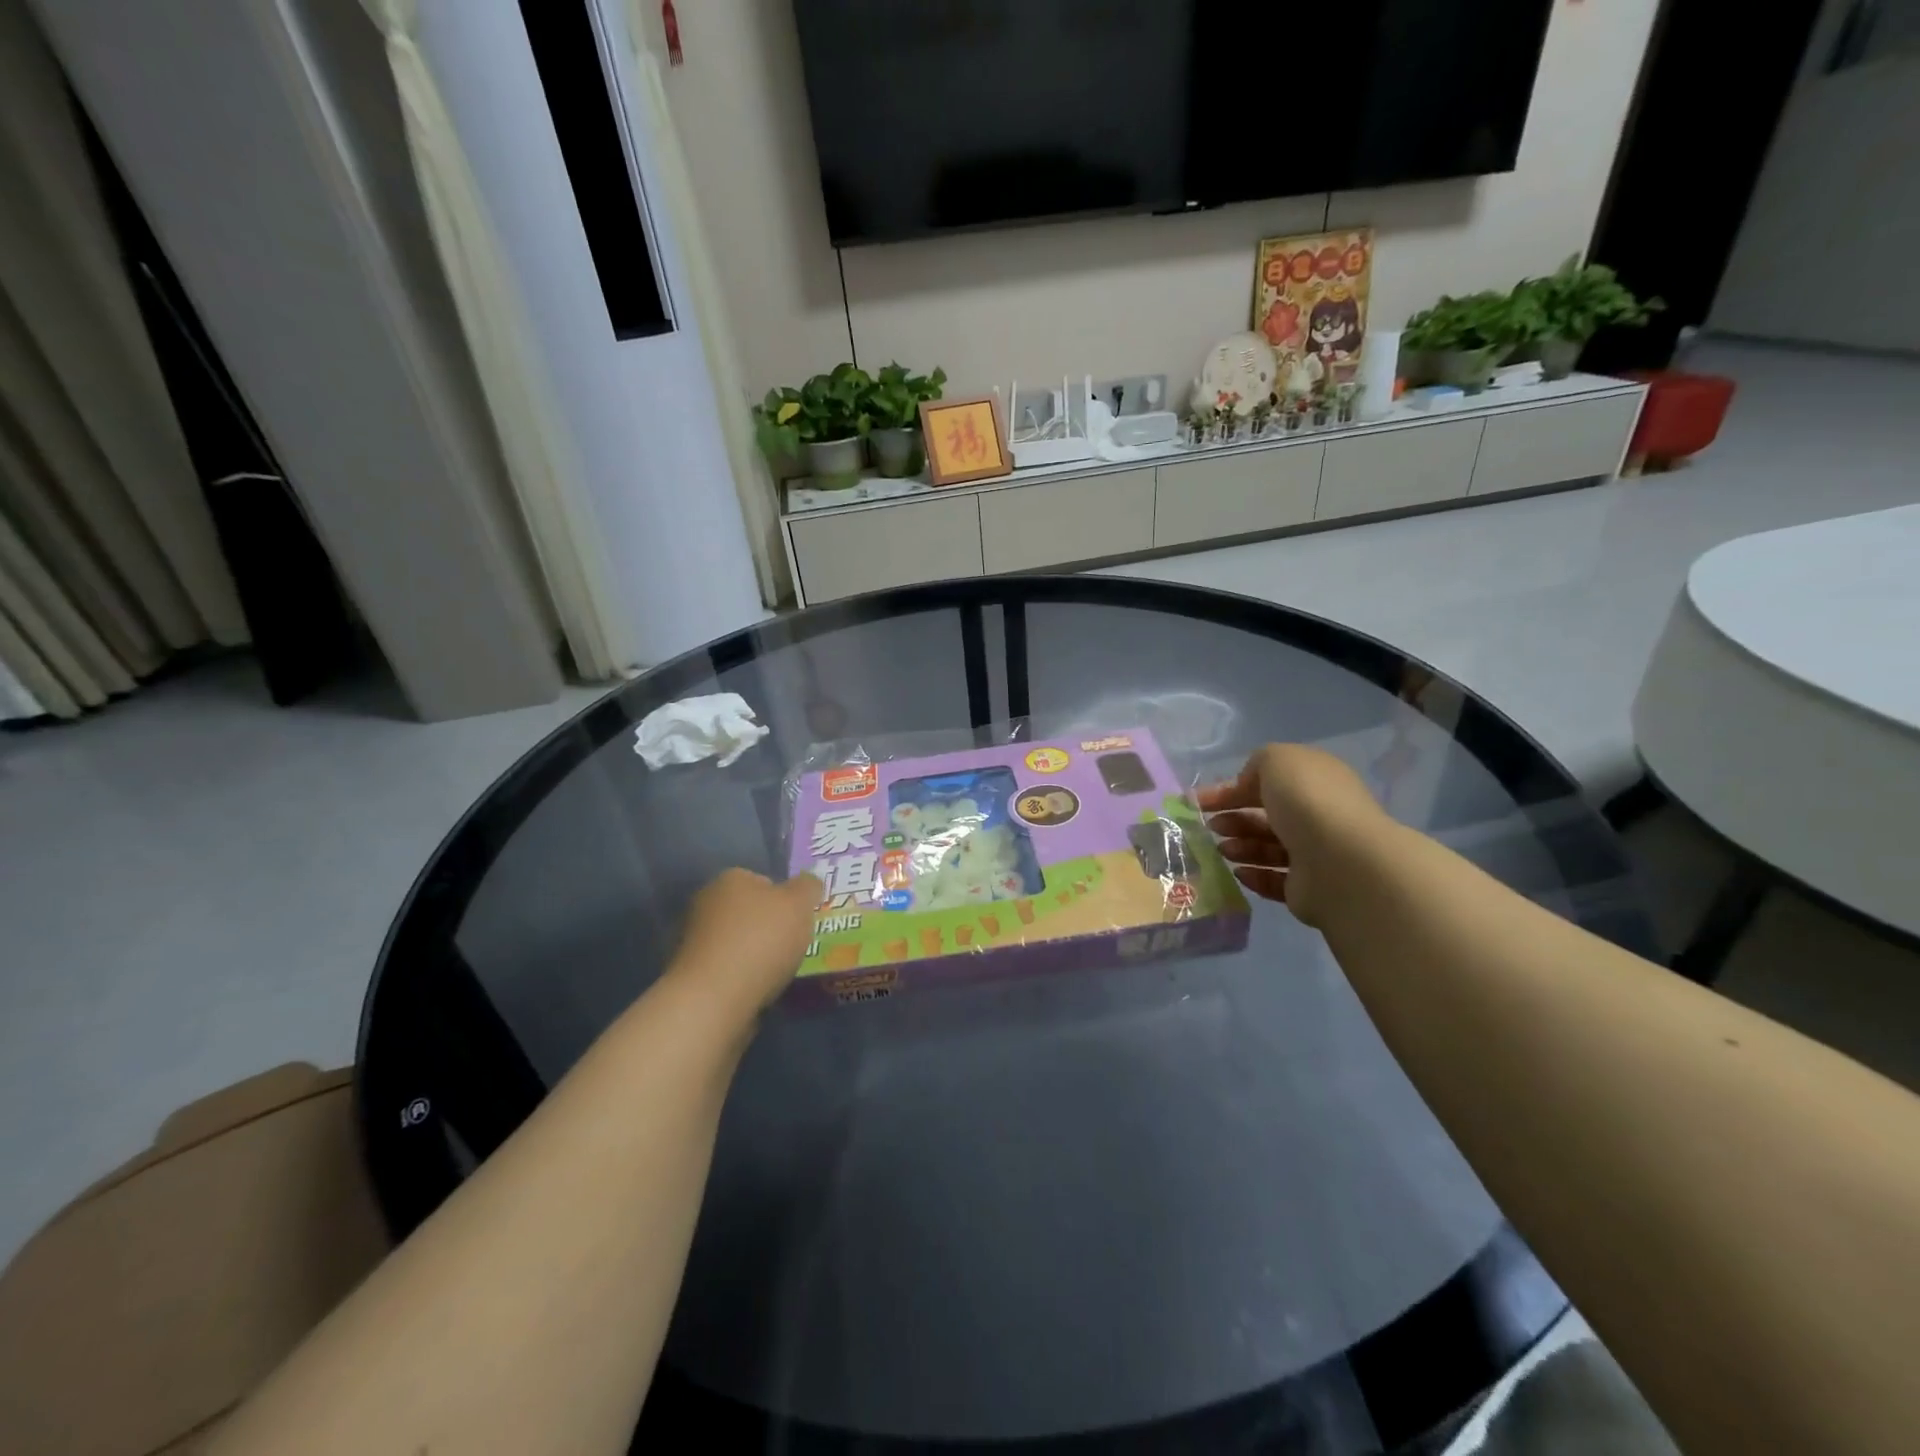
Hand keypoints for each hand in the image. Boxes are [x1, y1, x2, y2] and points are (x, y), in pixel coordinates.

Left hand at [667, 868, 821, 1016]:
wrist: (714, 999)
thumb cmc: (761, 940)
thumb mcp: (800, 903)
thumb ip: (808, 887)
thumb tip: (808, 882)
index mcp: (730, 878)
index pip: (763, 881)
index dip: (785, 900)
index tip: (799, 921)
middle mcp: (706, 902)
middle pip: (748, 911)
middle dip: (768, 927)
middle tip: (792, 946)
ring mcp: (694, 939)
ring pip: (737, 941)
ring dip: (753, 953)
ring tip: (777, 973)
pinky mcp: (691, 973)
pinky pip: (726, 968)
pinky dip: (741, 976)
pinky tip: (756, 989)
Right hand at [1197, 744, 1386, 927]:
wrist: (1341, 862)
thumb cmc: (1307, 802)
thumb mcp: (1277, 760)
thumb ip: (1257, 764)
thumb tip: (1248, 787)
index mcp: (1314, 782)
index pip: (1268, 782)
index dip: (1231, 789)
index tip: (1199, 801)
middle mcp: (1318, 815)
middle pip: (1267, 816)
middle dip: (1235, 819)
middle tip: (1211, 826)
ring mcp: (1315, 854)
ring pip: (1268, 848)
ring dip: (1240, 846)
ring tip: (1223, 850)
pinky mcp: (1308, 889)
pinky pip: (1274, 881)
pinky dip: (1253, 876)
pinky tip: (1238, 872)